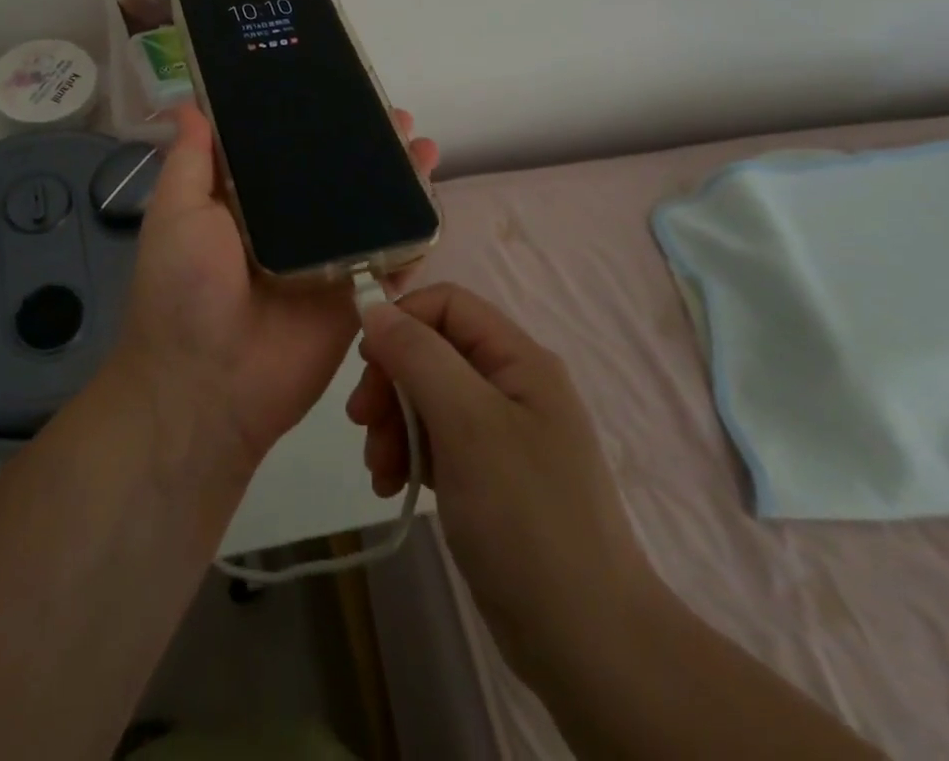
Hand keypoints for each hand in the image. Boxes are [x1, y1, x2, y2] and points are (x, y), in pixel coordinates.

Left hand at [115, 103, 439, 481]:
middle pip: (334, 176)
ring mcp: (325, 260)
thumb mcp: (176, 214)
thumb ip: (190, 161)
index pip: (284, 150)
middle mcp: (288, 226)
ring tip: (421, 144)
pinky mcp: (353, 295)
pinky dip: (413, 232)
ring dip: (396, 179)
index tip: (338, 90)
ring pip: (368, 210)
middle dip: (365, 145)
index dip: (311, 120)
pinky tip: (433, 200)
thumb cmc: (183, 291)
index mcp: (245, 204)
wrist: (207, 388)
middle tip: (396, 115)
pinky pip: (389, 258)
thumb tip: (187, 105)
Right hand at [347, 284, 650, 670]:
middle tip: (362, 423)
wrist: (587, 644)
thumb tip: (374, 307)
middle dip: (391, 381)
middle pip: (433, 351)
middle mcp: (511, 386)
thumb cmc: (526, 517)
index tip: (366, 363)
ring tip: (378, 470)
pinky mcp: (490, 476)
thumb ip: (419, 356)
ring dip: (394, 424)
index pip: (448, 304)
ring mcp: (502, 434)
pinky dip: (409, 456)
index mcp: (518, 359)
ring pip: (428, 398)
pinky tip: (392, 487)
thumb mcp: (467, 424)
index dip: (402, 320)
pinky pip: (437, 442)